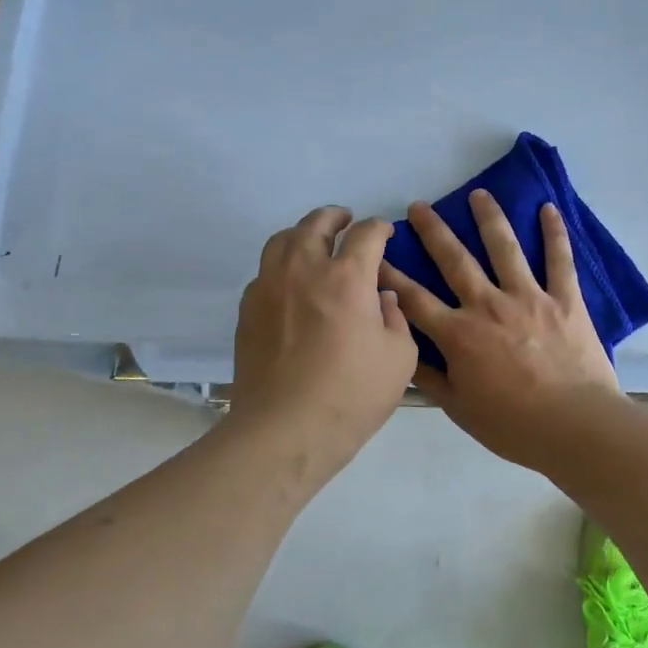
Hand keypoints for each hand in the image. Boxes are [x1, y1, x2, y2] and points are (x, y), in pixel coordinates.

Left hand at [230, 206, 416, 479]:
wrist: (285, 430)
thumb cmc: (352, 395)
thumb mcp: (400, 358)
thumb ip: (395, 318)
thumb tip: (382, 298)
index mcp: (347, 277)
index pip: (365, 234)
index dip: (379, 228)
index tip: (384, 234)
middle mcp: (304, 270)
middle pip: (316, 224)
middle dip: (335, 217)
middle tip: (346, 221)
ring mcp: (269, 287)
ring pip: (282, 240)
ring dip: (303, 234)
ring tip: (314, 244)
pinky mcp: (247, 310)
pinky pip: (264, 272)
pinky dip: (281, 266)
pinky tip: (291, 285)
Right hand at [381, 190, 625, 469]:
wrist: (574, 426)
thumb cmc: (513, 425)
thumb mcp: (460, 409)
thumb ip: (430, 378)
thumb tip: (402, 353)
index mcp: (459, 334)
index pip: (414, 299)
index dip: (391, 276)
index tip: (375, 254)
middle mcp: (488, 305)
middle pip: (455, 260)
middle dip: (434, 231)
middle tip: (419, 206)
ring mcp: (529, 297)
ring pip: (504, 248)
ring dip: (489, 218)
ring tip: (479, 194)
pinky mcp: (565, 299)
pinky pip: (560, 260)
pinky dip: (555, 233)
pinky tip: (549, 208)